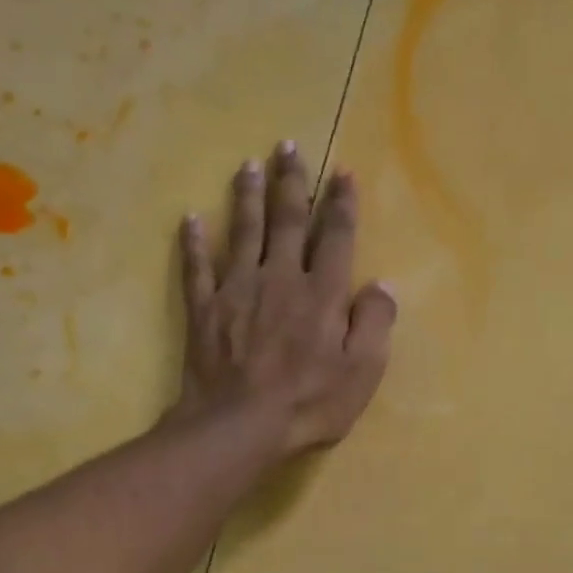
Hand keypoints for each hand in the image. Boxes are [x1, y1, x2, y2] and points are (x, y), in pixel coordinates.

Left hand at [175, 140, 396, 455]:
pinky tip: (190, 218)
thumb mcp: (362, 372)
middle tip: (288, 147)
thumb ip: (374, 324)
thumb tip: (382, 285)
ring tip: (248, 164)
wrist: (239, 425)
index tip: (341, 172)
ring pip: (243, 231)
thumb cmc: (309, 403)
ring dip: (246, 196)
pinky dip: (193, 242)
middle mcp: (280, 278)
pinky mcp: (204, 309)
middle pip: (286, 220)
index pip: (335, 237)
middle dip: (290, 182)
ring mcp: (237, 290)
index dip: (340, 203)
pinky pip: (197, 267)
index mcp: (321, 293)